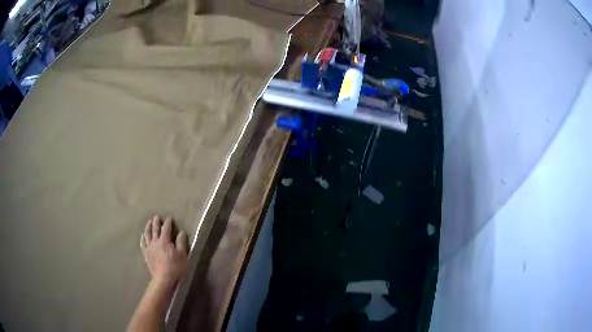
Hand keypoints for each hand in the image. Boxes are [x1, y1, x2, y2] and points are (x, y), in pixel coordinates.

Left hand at [140, 216, 188, 285]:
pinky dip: (143, 238)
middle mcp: (155, 241)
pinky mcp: (146, 254)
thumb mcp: (182, 255)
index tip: (169, 218)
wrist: (163, 278)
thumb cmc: (175, 267)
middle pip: (155, 229)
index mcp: (165, 240)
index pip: (166, 228)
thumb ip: (181, 243)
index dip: (168, 223)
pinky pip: (143, 244)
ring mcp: (149, 248)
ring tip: (149, 222)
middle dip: (156, 222)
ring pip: (147, 234)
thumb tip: (182, 232)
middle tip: (157, 217)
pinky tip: (143, 235)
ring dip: (148, 227)